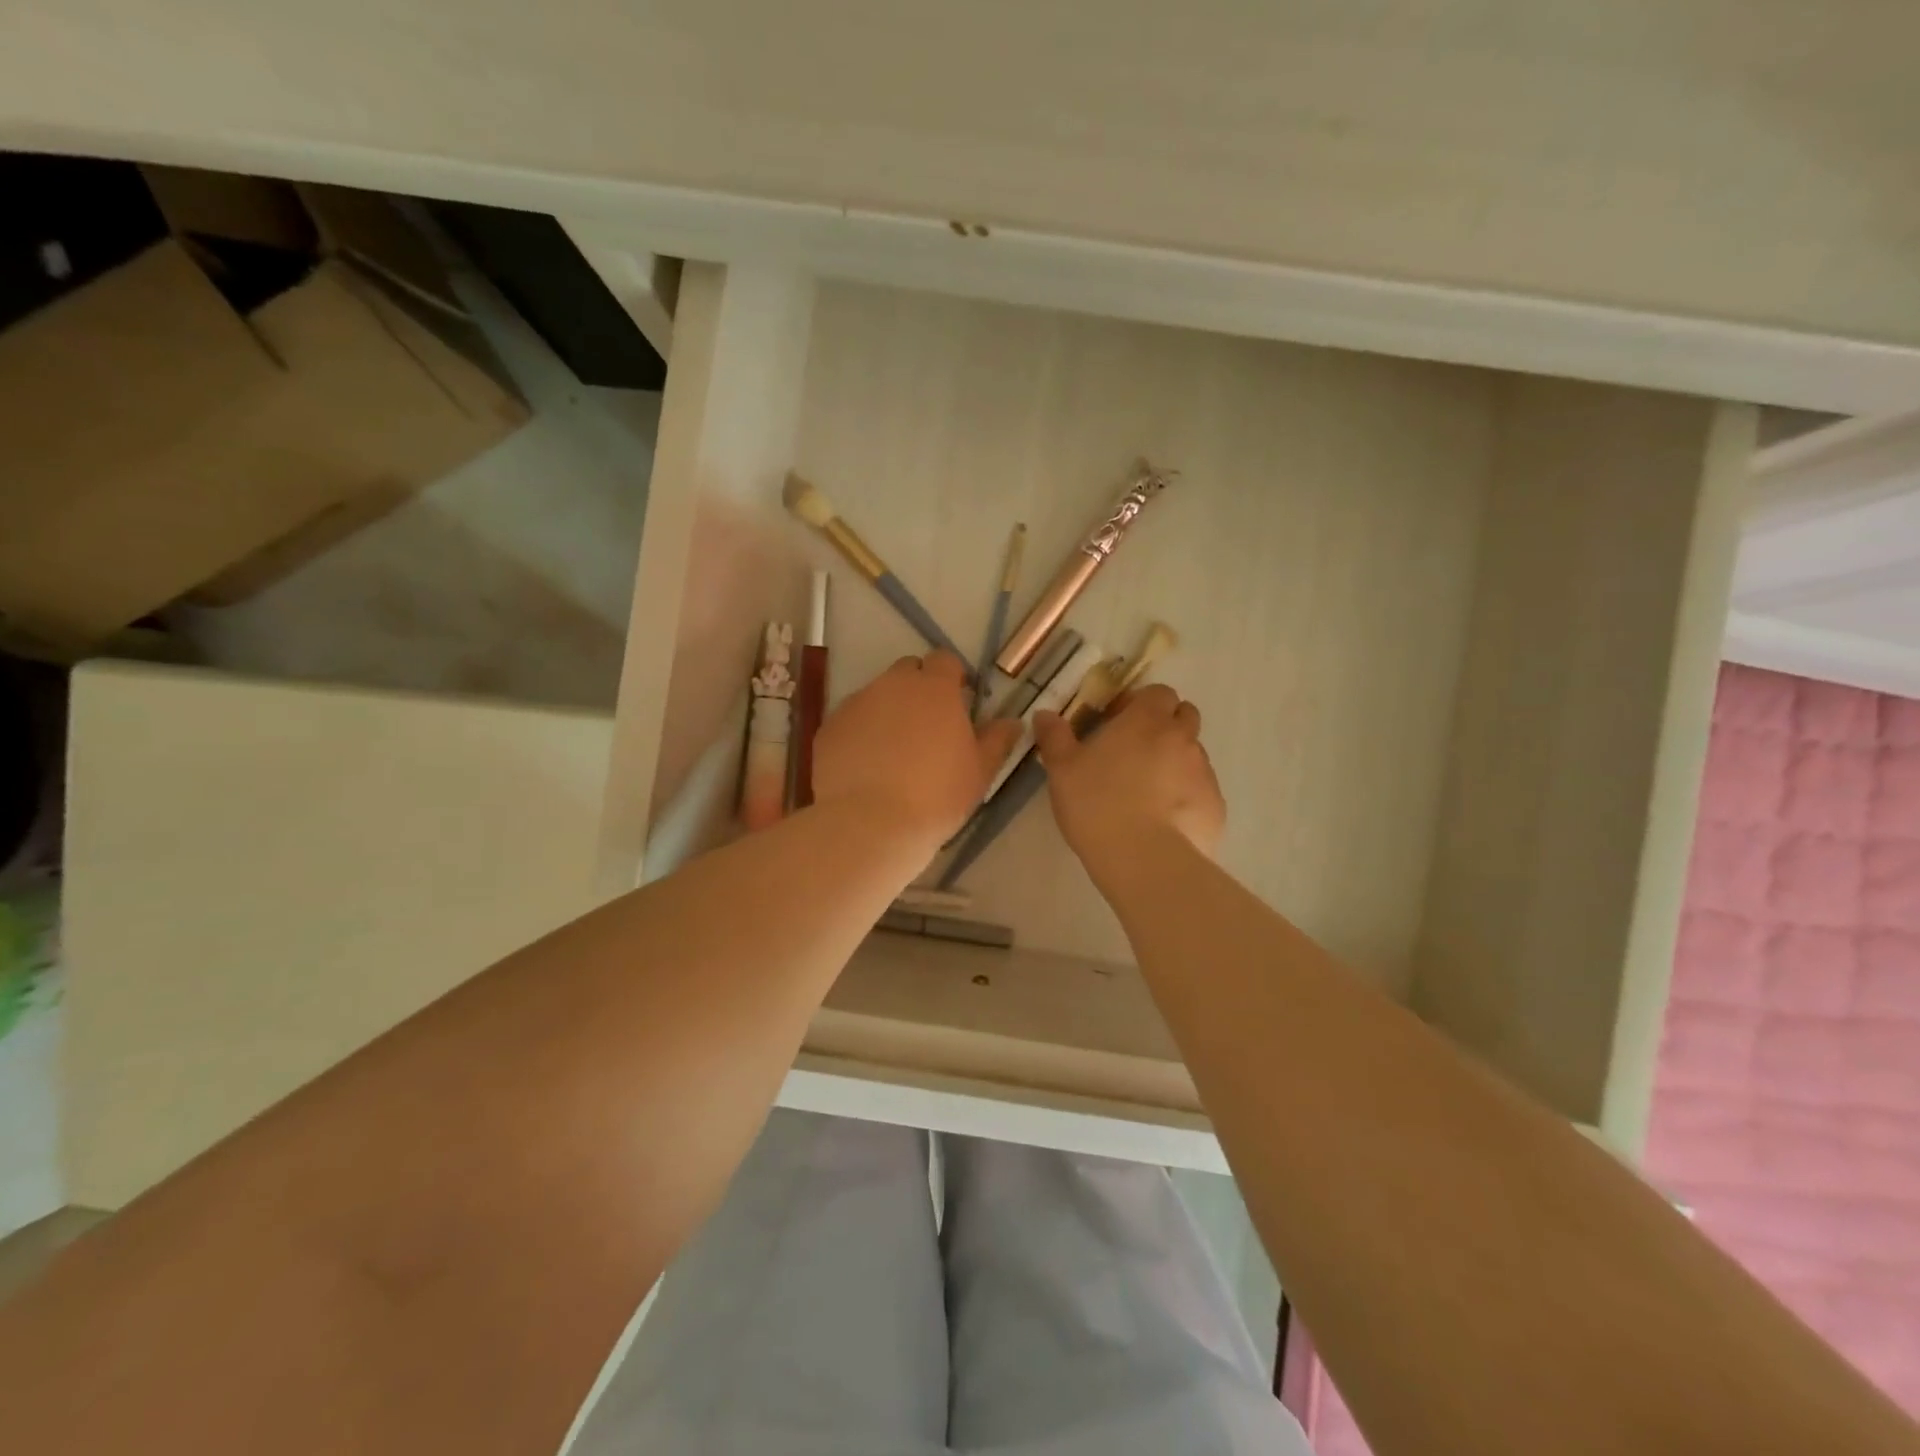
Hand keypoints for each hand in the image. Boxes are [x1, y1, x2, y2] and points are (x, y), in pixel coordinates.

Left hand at [814, 652, 1020, 847]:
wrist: (870, 824)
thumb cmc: (936, 796)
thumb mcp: (980, 772)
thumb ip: (998, 740)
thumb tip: (1013, 722)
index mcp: (934, 688)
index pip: (945, 660)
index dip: (953, 678)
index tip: (959, 702)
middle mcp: (892, 685)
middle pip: (908, 671)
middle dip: (918, 689)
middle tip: (928, 726)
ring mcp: (856, 704)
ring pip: (877, 695)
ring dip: (888, 711)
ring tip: (894, 751)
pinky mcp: (829, 728)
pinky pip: (851, 720)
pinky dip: (861, 733)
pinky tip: (867, 766)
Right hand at [1033, 684, 1225, 882]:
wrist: (1144, 859)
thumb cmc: (1096, 803)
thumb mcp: (1062, 769)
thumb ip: (1055, 736)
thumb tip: (1045, 714)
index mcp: (1147, 720)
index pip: (1158, 692)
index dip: (1140, 703)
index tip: (1118, 722)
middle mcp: (1183, 738)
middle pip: (1184, 716)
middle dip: (1164, 726)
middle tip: (1134, 752)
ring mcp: (1204, 772)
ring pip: (1193, 755)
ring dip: (1174, 762)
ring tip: (1146, 793)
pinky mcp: (1215, 806)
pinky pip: (1200, 790)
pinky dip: (1185, 796)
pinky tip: (1163, 821)